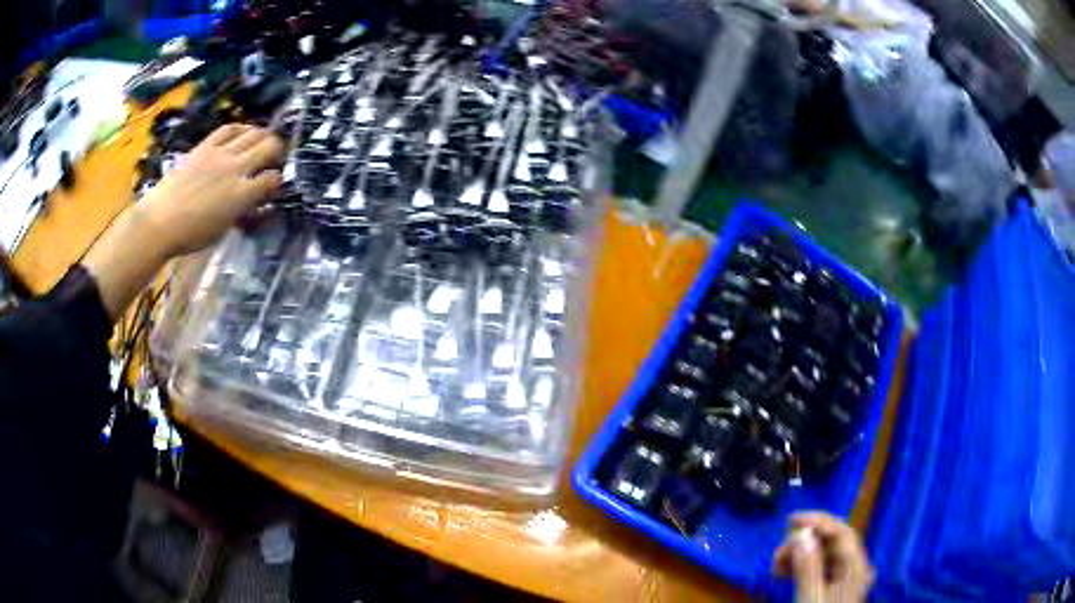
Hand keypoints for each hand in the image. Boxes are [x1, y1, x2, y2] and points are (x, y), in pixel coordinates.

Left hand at [135, 124, 283, 256]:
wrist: (159, 221)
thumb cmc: (190, 235)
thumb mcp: (222, 229)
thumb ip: (242, 210)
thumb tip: (255, 200)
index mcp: (241, 195)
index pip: (272, 179)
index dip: (276, 181)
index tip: (272, 185)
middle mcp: (235, 168)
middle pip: (269, 146)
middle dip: (276, 151)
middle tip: (273, 157)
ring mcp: (220, 154)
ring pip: (253, 132)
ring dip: (261, 136)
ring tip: (259, 142)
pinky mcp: (205, 146)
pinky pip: (229, 129)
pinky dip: (239, 129)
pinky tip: (240, 133)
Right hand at [773, 512, 874, 602]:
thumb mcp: (810, 599)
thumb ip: (808, 568)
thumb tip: (801, 534)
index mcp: (855, 569)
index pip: (842, 533)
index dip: (819, 521)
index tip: (790, 520)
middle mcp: (852, 569)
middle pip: (832, 543)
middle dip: (803, 542)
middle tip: (777, 554)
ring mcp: (842, 580)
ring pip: (822, 555)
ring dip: (798, 555)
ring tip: (775, 567)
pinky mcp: (830, 588)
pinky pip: (817, 568)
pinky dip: (800, 567)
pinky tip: (784, 573)